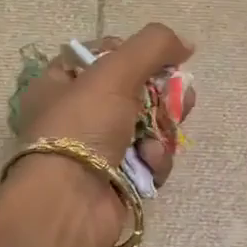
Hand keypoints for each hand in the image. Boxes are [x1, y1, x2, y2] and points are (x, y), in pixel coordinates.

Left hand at [9, 24, 195, 246]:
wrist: (71, 202)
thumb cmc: (83, 126)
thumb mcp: (115, 71)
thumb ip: (153, 45)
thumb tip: (186, 43)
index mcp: (59, 84)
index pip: (101, 55)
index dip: (132, 53)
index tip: (157, 59)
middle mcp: (75, 115)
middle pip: (133, 92)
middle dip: (161, 96)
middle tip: (181, 98)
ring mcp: (97, 149)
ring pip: (147, 127)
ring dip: (161, 131)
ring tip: (160, 137)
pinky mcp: (117, 179)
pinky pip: (148, 160)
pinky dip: (154, 160)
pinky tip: (148, 164)